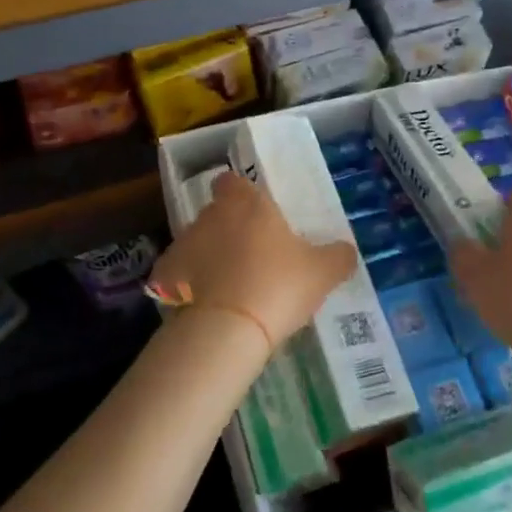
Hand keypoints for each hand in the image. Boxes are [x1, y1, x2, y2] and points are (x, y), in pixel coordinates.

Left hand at [152, 170, 358, 350]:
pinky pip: (179, 275)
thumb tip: (346, 251)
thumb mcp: (323, 272)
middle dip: (231, 230)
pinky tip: (208, 307)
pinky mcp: (164, 278)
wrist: (227, 330)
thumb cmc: (278, 286)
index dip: (242, 194)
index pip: (232, 181)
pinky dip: (189, 286)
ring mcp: (182, 245)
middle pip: (217, 213)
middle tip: (255, 257)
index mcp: (246, 204)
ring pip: (198, 244)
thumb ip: (338, 256)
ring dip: (211, 258)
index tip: (257, 214)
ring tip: (233, 288)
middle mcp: (210, 216)